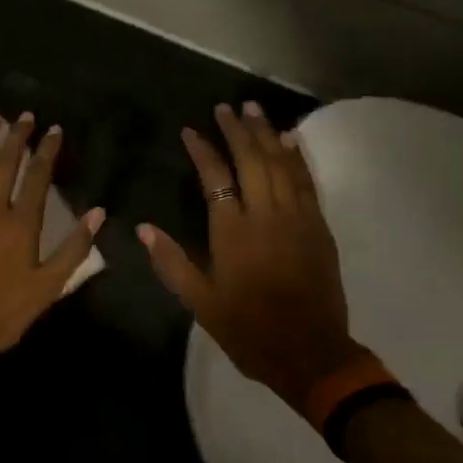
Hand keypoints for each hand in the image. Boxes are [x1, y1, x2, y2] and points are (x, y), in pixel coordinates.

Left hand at [0, 112, 104, 356]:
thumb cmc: (4, 309)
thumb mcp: (49, 286)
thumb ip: (75, 248)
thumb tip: (99, 212)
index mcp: (22, 223)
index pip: (38, 176)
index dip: (47, 150)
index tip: (54, 129)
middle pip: (6, 163)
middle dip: (16, 136)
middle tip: (24, 115)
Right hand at [139, 103, 363, 411]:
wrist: (312, 355)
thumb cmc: (250, 331)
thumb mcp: (202, 304)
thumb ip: (172, 263)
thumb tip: (143, 228)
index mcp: (233, 232)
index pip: (215, 177)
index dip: (202, 150)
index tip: (190, 131)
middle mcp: (266, 215)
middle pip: (251, 160)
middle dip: (237, 130)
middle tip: (226, 107)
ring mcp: (297, 218)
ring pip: (280, 164)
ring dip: (266, 133)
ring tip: (254, 109)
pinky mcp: (318, 226)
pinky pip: (307, 181)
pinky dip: (297, 157)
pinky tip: (289, 139)